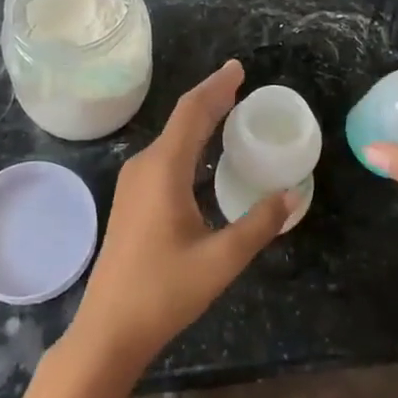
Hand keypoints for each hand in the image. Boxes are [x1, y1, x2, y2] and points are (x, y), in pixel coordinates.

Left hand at [65, 60, 293, 379]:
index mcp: (164, 170)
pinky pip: (165, 154)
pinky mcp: (132, 199)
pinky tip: (203, 151)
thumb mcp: (221, 260)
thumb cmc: (163, 292)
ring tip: (228, 108)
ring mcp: (134, 182)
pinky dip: (189, 140)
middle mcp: (145, 166)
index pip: (193, 112)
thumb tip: (289, 195)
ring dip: (199, 119)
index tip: (238, 68)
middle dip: (211, 97)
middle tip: (240, 81)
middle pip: (181, 119)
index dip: (216, 87)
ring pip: (172, 137)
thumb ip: (258, 225)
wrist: (108, 329)